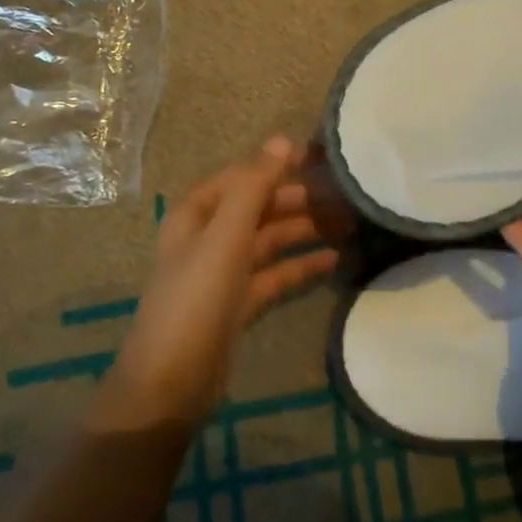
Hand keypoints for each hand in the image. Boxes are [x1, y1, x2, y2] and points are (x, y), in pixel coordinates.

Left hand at [108, 136, 350, 423]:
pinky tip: (334, 260)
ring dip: (307, 230)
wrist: (172, 381)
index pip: (244, 175)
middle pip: (261, 206)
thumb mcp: (226, 236)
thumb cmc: (196, 298)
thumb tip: (283, 139)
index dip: (279, 163)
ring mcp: (225, 270)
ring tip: (350, 225)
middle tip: (348, 197)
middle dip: (302, 200)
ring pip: (272, 239)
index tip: (322, 158)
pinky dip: (302, 265)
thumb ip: (254, 187)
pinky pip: (276, 273)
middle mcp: (210, 236)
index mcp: (198, 213)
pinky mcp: (239, 301)